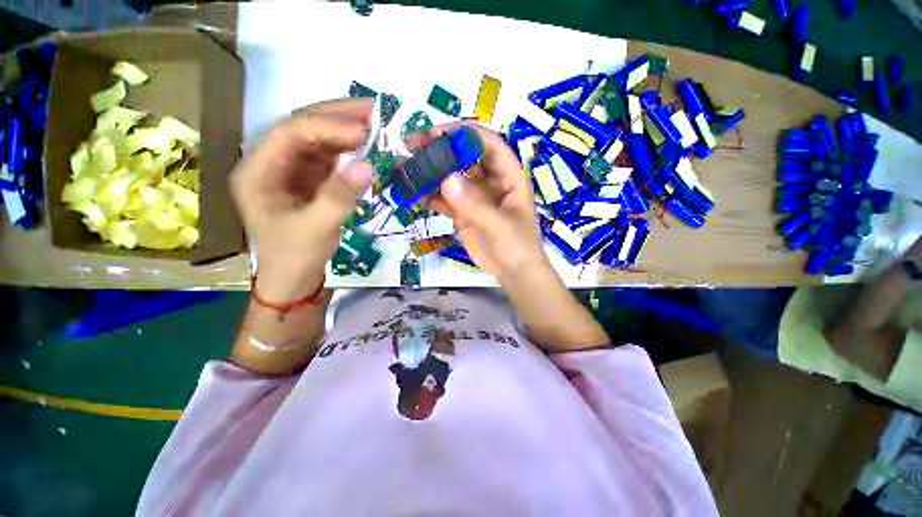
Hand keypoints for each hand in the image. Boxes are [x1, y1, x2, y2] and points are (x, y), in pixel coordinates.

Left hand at [230, 98, 373, 300]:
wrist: (293, 279)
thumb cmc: (294, 257)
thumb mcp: (315, 229)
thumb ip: (339, 197)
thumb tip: (368, 166)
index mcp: (258, 172)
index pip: (291, 134)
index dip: (326, 127)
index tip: (362, 132)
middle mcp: (271, 164)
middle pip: (303, 129)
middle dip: (336, 117)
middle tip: (371, 110)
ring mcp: (291, 172)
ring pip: (317, 141)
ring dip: (344, 132)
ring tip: (373, 126)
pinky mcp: (309, 182)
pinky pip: (328, 159)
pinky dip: (347, 152)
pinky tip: (364, 149)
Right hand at [418, 124, 548, 279]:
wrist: (512, 272)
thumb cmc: (516, 246)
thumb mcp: (500, 225)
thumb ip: (475, 204)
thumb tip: (446, 179)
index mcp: (508, 176)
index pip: (489, 144)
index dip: (465, 134)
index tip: (437, 133)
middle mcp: (490, 181)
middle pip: (465, 156)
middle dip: (440, 149)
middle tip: (412, 144)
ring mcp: (474, 196)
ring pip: (451, 176)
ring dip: (429, 172)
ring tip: (405, 168)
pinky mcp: (462, 211)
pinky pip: (444, 199)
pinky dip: (429, 196)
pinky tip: (412, 195)